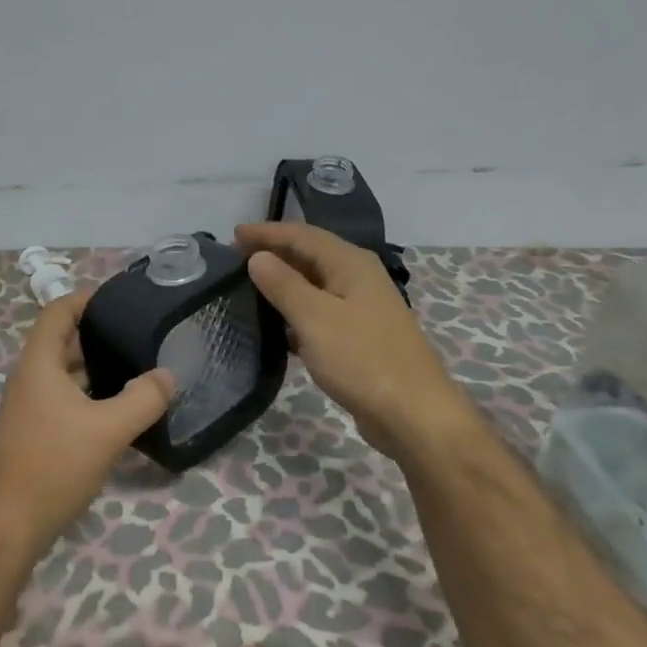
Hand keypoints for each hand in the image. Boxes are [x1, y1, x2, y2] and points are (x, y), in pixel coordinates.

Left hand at [0, 291, 175, 559]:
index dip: (86, 298)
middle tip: (140, 334)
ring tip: (137, 366)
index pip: (57, 311)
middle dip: (98, 333)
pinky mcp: (35, 429)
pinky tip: (119, 406)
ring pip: (65, 371)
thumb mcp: (109, 429)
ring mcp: (29, 405)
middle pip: (62, 340)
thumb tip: (167, 375)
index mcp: (38, 363)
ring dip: (96, 366)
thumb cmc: (56, 464)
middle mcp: (29, 377)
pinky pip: (64, 396)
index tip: (122, 299)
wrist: (13, 522)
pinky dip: (89, 392)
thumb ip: (143, 398)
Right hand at [235, 221, 478, 459]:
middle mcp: (358, 278)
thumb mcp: (315, 317)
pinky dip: (295, 312)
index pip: (302, 235)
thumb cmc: (362, 358)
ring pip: (314, 285)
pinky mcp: (358, 337)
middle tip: (235, 259)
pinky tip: (275, 327)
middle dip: (274, 253)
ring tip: (248, 288)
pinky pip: (319, 312)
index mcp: (351, 264)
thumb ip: (283, 284)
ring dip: (283, 283)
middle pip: (310, 255)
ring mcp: (361, 308)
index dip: (267, 233)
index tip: (232, 236)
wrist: (413, 414)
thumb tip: (258, 257)